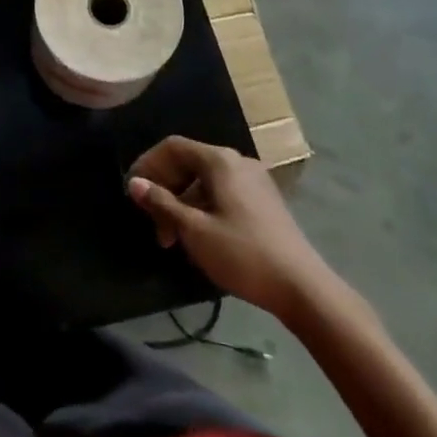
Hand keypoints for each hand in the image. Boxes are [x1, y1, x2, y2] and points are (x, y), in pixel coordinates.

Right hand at [126, 136, 339, 323]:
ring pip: (205, 181)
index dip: (148, 164)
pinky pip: (223, 193)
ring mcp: (255, 182)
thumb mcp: (194, 230)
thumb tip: (134, 183)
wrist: (303, 289)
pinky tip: (200, 237)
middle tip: (154, 226)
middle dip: (165, 190)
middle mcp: (238, 162)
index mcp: (220, 161)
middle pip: (189, 163)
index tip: (133, 192)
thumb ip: (162, 203)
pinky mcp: (264, 203)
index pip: (173, 147)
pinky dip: (203, 208)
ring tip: (174, 239)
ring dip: (183, 204)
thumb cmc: (243, 254)